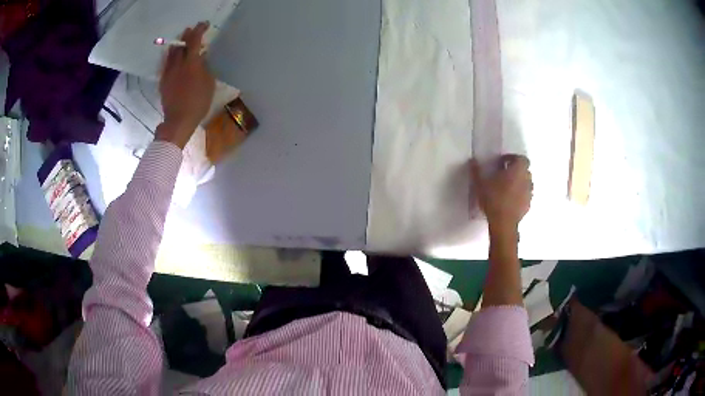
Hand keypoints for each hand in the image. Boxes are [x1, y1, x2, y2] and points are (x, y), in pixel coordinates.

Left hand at [157, 22, 215, 148]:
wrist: (178, 120)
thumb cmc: (198, 103)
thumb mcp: (209, 84)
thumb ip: (205, 67)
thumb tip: (202, 57)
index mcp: (191, 63)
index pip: (194, 41)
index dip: (199, 30)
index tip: (204, 24)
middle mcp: (178, 64)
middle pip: (181, 44)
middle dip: (187, 35)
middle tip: (192, 30)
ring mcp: (168, 73)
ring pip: (171, 53)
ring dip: (178, 44)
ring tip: (182, 42)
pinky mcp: (163, 81)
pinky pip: (166, 64)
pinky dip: (171, 57)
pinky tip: (174, 58)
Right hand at [471, 155, 532, 234]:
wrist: (503, 224)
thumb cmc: (493, 200)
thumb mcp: (480, 184)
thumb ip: (477, 171)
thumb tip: (472, 160)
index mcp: (517, 170)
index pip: (521, 158)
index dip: (512, 158)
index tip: (502, 162)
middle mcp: (526, 179)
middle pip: (525, 170)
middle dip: (516, 170)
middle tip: (504, 174)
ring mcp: (529, 193)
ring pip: (526, 183)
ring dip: (519, 182)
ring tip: (508, 187)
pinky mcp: (528, 205)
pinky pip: (526, 195)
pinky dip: (520, 194)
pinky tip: (510, 199)